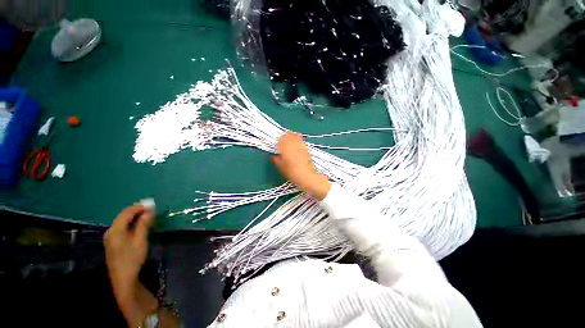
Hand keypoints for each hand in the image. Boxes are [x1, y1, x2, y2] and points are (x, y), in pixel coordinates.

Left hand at [104, 205, 157, 326]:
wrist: (123, 279)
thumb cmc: (132, 259)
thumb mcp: (140, 241)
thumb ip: (144, 224)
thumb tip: (150, 210)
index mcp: (115, 230)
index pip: (127, 213)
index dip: (139, 207)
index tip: (152, 204)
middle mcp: (110, 231)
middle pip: (123, 216)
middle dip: (137, 210)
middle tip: (151, 208)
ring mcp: (110, 237)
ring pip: (122, 221)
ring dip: (134, 216)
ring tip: (147, 214)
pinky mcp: (112, 242)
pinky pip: (121, 227)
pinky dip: (130, 222)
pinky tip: (138, 224)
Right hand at [273, 133, 330, 199]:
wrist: (306, 176)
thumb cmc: (292, 172)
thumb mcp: (281, 167)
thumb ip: (276, 159)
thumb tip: (273, 156)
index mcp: (286, 147)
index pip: (282, 138)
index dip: (279, 139)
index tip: (277, 143)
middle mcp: (294, 144)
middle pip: (290, 135)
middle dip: (286, 136)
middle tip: (283, 141)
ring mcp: (301, 146)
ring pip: (296, 136)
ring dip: (292, 137)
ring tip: (290, 142)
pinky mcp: (306, 150)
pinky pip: (301, 142)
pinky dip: (298, 142)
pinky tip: (296, 148)